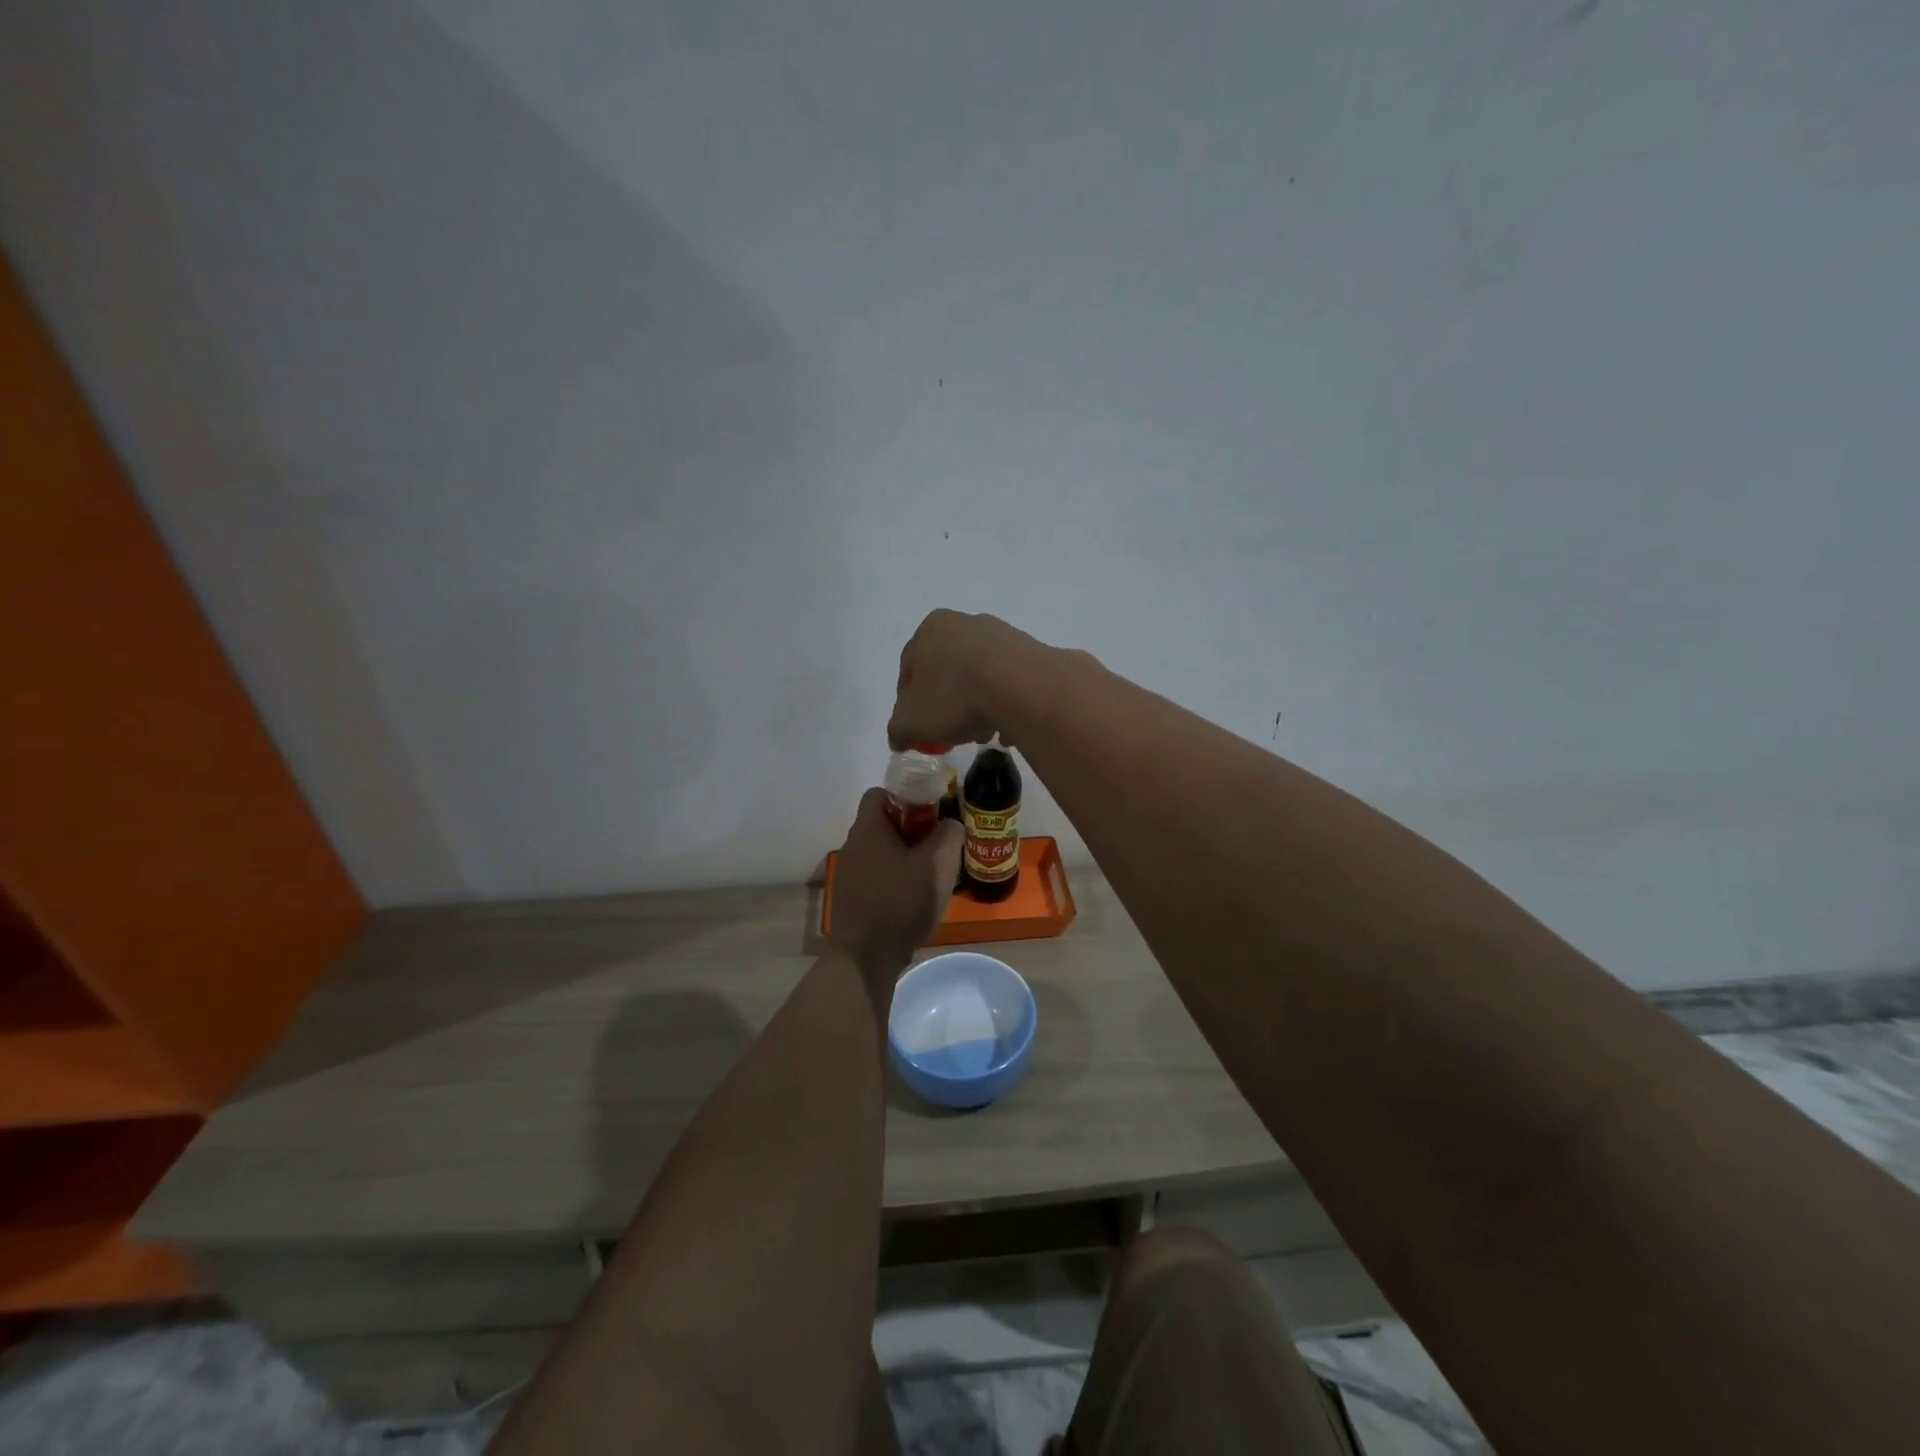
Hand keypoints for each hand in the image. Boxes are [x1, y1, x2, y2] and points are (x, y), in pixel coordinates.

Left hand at [830, 788, 963, 977]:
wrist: (866, 957)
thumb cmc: (901, 902)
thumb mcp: (938, 864)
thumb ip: (949, 835)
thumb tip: (950, 825)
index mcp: (868, 829)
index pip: (880, 793)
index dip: (906, 796)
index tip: (931, 811)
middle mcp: (852, 846)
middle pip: (883, 823)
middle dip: (912, 830)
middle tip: (939, 845)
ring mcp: (849, 874)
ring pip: (881, 852)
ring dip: (905, 857)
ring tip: (932, 875)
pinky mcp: (851, 899)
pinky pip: (877, 876)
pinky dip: (895, 880)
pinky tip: (915, 899)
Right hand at [887, 610, 1039, 750]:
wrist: (1022, 687)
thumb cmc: (955, 697)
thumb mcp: (910, 722)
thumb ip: (898, 730)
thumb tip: (899, 738)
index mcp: (930, 629)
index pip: (909, 670)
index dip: (909, 704)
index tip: (919, 729)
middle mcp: (965, 623)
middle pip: (947, 673)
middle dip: (947, 705)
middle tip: (951, 733)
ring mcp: (1001, 635)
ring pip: (979, 678)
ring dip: (977, 706)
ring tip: (984, 734)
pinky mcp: (1030, 652)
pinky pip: (1009, 683)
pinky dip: (1005, 703)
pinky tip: (1008, 727)